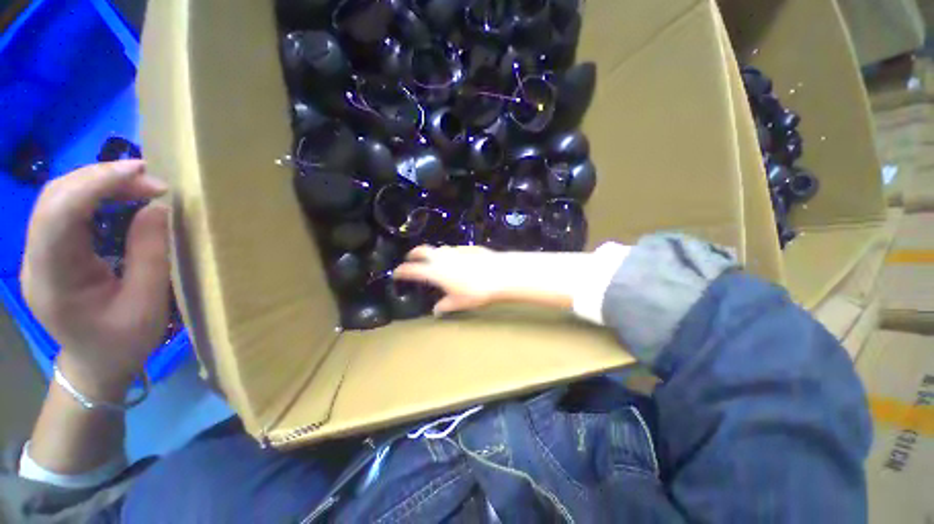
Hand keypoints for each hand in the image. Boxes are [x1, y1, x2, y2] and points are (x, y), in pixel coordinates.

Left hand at [21, 161, 170, 394]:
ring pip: (57, 198)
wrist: (95, 366)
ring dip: (97, 182)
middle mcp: (35, 260)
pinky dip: (93, 194)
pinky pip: (64, 209)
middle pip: (54, 198)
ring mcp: (38, 254)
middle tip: (149, 178)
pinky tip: (119, 196)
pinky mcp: (48, 251)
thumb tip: (157, 208)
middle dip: (100, 177)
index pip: (60, 214)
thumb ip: (150, 254)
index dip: (97, 184)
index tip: (142, 174)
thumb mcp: (147, 304)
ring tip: (138, 183)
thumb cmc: (123, 343)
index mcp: (53, 279)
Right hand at [393, 245, 584, 314]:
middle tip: (411, 258)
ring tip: (433, 260)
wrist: (499, 274)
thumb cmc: (476, 291)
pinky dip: (449, 254)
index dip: (402, 271)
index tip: (396, 273)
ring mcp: (455, 250)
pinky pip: (453, 249)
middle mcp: (441, 257)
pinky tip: (456, 260)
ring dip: (432, 253)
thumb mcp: (459, 302)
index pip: (412, 269)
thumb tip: (437, 310)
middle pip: (422, 250)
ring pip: (438, 248)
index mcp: (434, 271)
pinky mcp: (468, 248)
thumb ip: (445, 306)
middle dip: (414, 254)